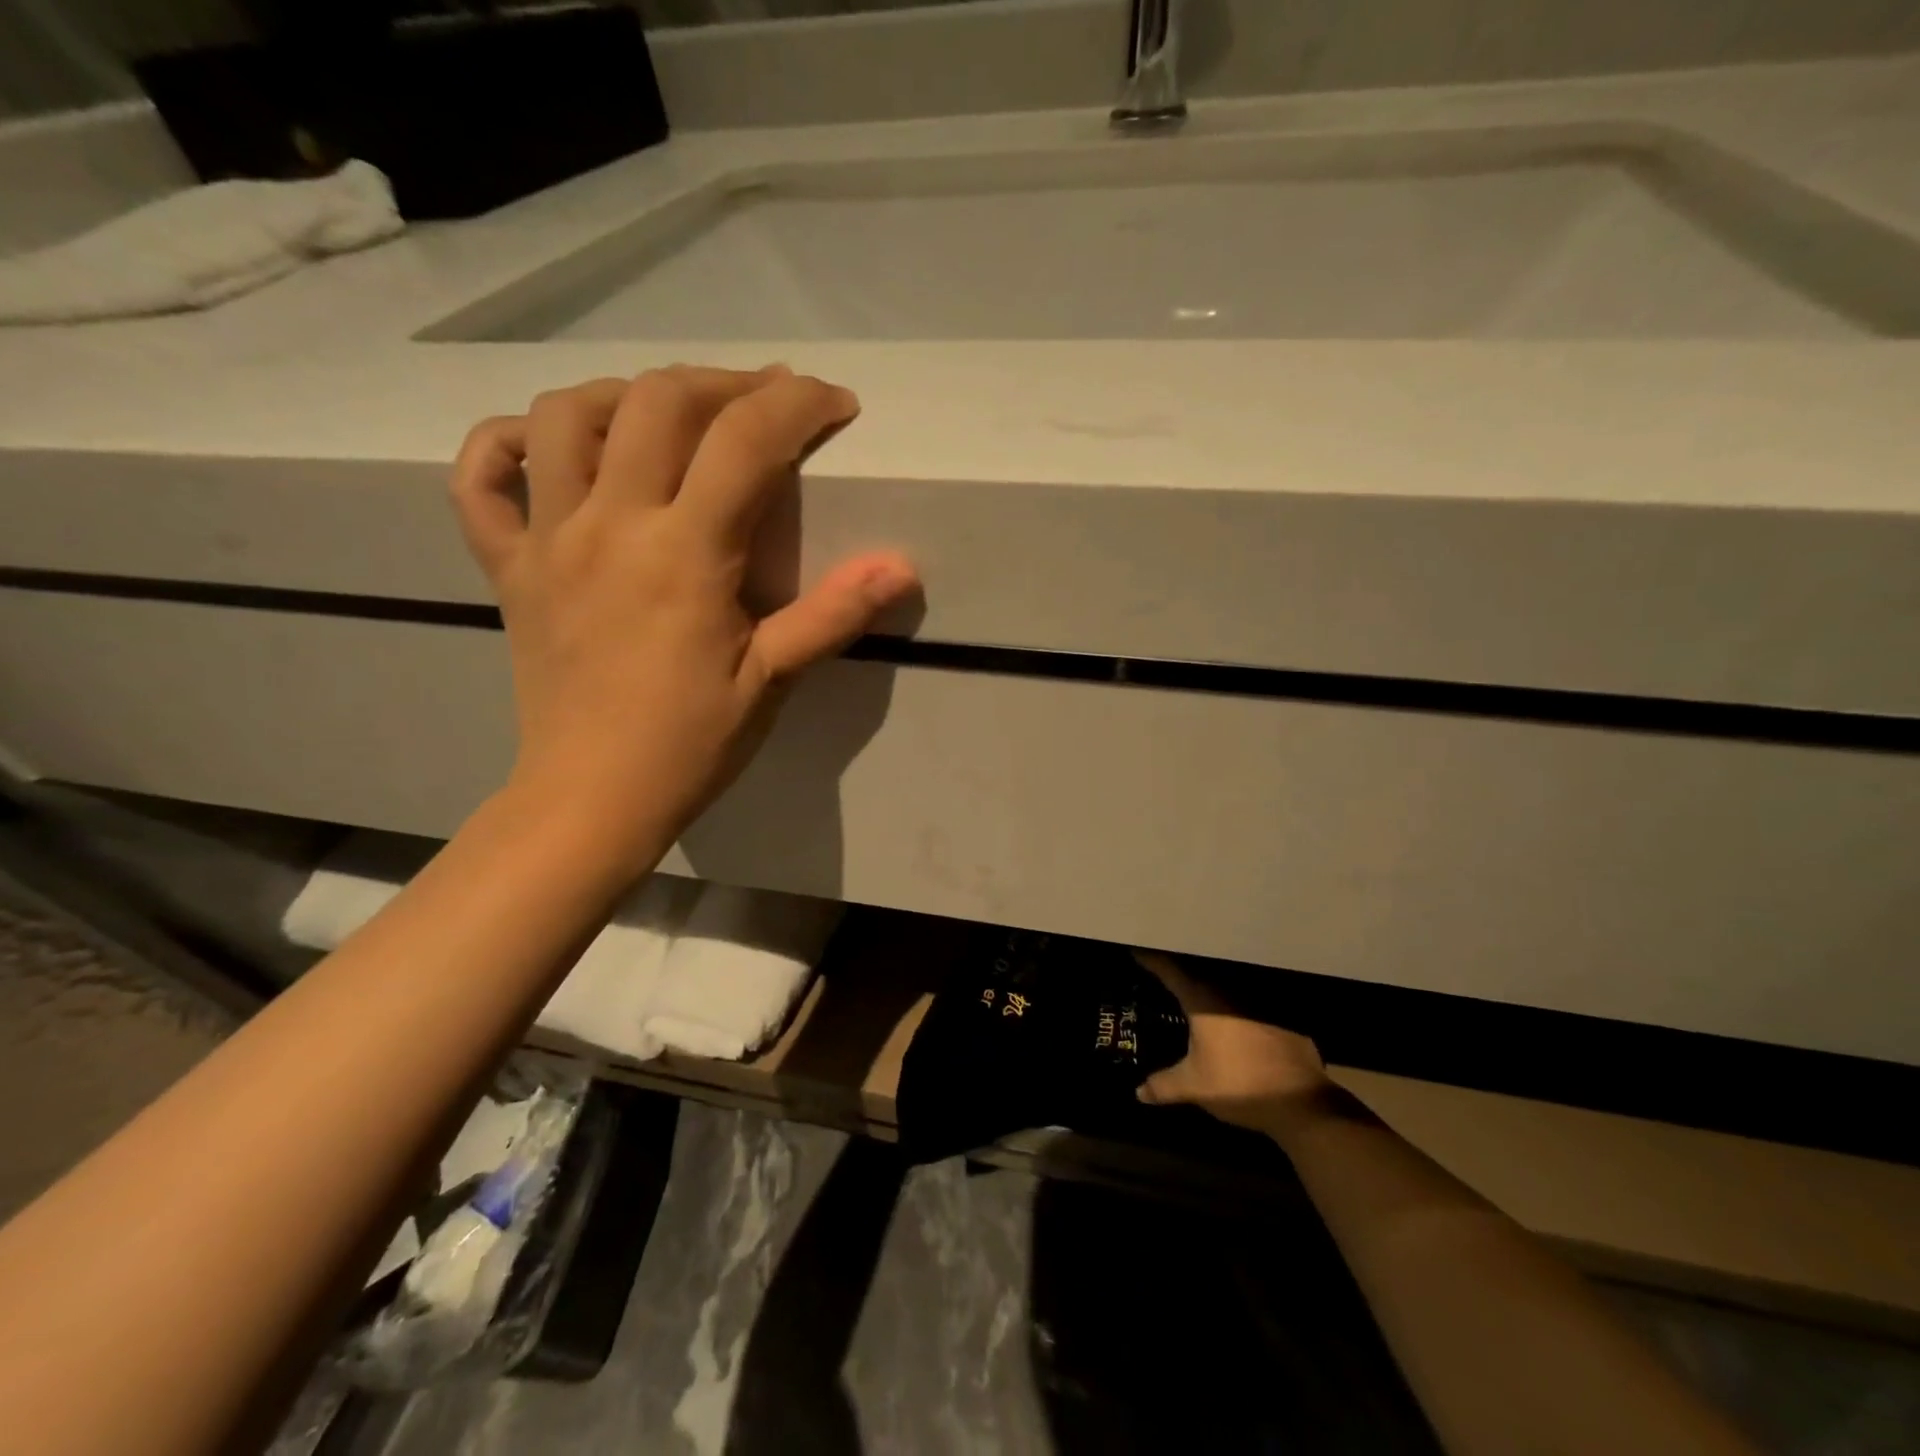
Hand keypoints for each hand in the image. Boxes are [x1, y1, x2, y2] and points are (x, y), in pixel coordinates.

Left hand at [450, 364, 916, 868]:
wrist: (592, 798)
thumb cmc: (689, 744)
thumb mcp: (772, 680)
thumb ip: (834, 614)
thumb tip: (902, 567)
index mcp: (684, 553)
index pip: (746, 440)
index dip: (798, 405)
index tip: (835, 405)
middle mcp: (609, 524)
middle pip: (658, 402)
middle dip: (725, 383)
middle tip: (765, 400)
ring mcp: (547, 540)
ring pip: (564, 417)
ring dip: (624, 393)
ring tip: (668, 414)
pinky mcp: (508, 567)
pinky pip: (479, 480)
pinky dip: (503, 443)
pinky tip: (546, 448)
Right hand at [1134, 951, 1332, 1133]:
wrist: (1300, 1102)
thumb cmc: (1238, 1084)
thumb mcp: (1193, 1087)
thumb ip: (1163, 1085)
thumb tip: (1138, 1092)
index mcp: (1203, 1001)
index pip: (1169, 970)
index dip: (1151, 959)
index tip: (1135, 948)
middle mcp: (1227, 992)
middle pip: (1195, 972)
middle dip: (1176, 970)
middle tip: (1158, 969)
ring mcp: (1254, 1002)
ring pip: (1221, 986)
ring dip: (1203, 987)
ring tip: (1186, 990)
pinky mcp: (1276, 1017)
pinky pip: (1242, 1002)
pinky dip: (1228, 1005)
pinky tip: (1224, 1017)